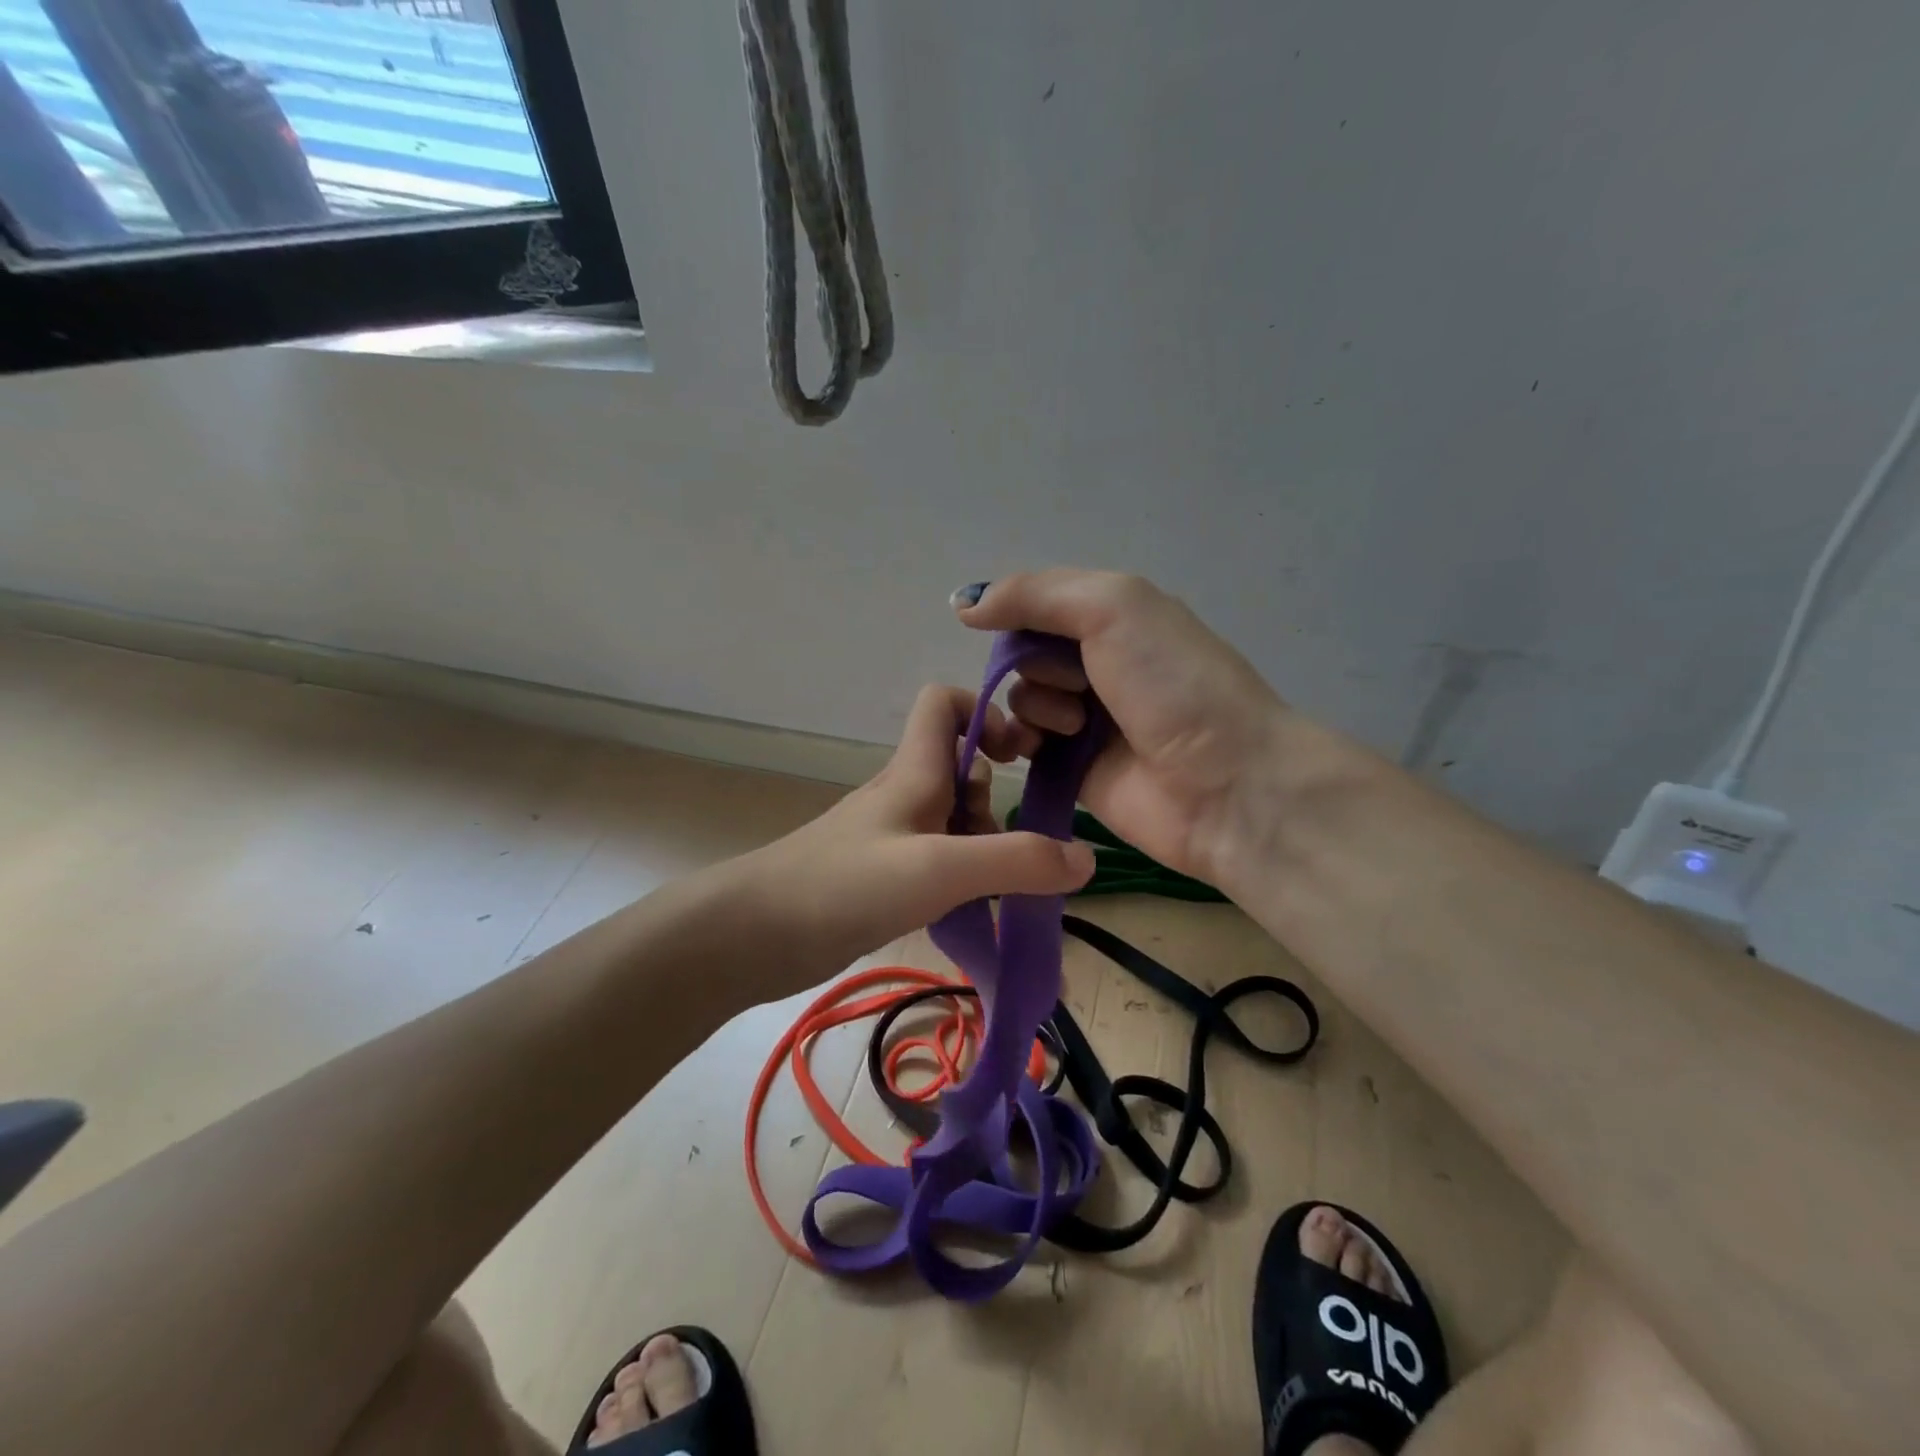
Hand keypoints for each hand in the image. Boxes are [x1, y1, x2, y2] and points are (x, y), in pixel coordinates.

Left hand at [745, 684, 1095, 974]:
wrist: (755, 934)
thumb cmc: (846, 884)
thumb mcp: (941, 868)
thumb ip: (1017, 861)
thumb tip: (1086, 856)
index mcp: (914, 770)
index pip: (944, 702)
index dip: (985, 712)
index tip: (1020, 754)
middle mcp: (904, 794)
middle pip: (962, 769)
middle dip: (995, 801)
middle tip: (1003, 848)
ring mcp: (890, 836)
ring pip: (953, 820)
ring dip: (982, 847)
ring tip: (985, 892)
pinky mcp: (881, 874)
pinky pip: (937, 860)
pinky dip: (960, 877)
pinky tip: (964, 912)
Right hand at [954, 570, 1289, 886]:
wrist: (1226, 784)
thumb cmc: (1174, 684)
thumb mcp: (1113, 607)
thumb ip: (1035, 594)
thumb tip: (963, 604)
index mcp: (1117, 617)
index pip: (1039, 603)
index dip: (1019, 613)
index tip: (1014, 629)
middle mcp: (1100, 663)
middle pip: (1026, 652)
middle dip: (1036, 664)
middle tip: (1078, 684)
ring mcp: (1087, 718)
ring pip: (1022, 697)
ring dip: (1036, 704)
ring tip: (1078, 725)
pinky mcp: (1074, 768)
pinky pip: (1025, 745)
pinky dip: (1022, 741)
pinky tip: (1038, 748)